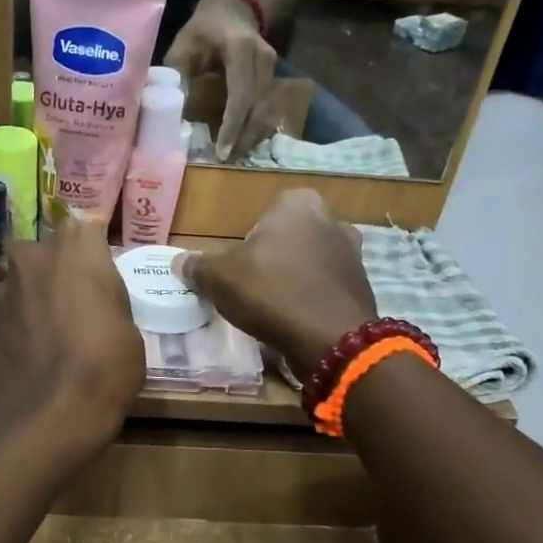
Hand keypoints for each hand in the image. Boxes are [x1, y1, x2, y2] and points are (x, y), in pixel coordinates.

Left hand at [0, 214, 142, 461]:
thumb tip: (96, 300)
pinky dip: (14, 322)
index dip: (92, 250)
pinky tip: (27, 348)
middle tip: (72, 299)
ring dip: (30, 294)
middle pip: (44, 250)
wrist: (48, 412)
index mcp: (77, 248)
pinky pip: (3, 310)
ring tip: (46, 326)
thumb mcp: (129, 329)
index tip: (99, 271)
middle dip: (54, 267)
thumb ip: (108, 299)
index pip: (85, 227)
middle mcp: (34, 255)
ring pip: (18, 279)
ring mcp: (2, 287)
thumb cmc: (105, 365)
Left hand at [165, 0, 279, 161]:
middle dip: (243, 138)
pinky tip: (243, 143)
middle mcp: (264, 61)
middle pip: (259, 108)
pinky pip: (270, 109)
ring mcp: (274, 70)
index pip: (241, 94)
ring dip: (252, 137)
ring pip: (268, 112)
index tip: (221, 151)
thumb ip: (176, 74)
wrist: (236, 6)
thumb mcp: (184, 44)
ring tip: (233, 157)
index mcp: (241, 50)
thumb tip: (163, 109)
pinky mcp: (275, 79)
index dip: (232, 125)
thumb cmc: (205, 27)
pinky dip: (257, 129)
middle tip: (226, 161)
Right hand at [173, 189, 377, 373]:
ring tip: (275, 306)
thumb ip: (198, 266)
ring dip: (295, 278)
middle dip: (275, 256)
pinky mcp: (363, 286)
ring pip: (311, 261)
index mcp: (297, 204)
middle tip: (255, 285)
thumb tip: (179, 263)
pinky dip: (313, 298)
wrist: (331, 338)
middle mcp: (331, 219)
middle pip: (290, 236)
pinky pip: (328, 286)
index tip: (240, 264)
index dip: (250, 238)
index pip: (267, 211)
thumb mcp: (219, 279)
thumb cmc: (271, 292)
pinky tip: (298, 319)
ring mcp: (353, 253)